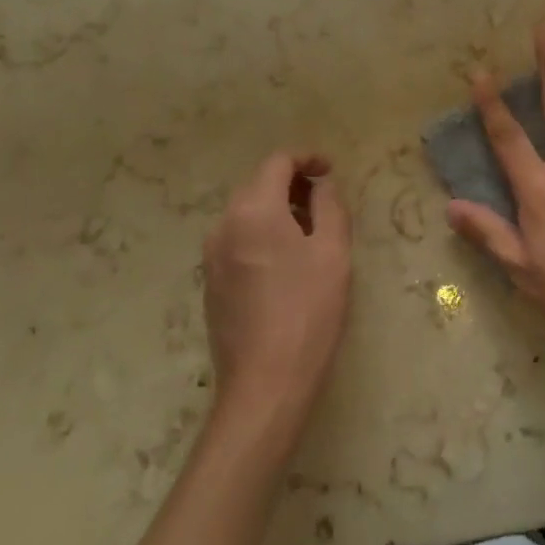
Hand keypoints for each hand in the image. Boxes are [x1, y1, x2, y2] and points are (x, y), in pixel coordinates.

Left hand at [203, 151, 352, 423]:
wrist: (265, 386)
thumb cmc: (308, 311)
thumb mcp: (333, 251)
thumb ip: (330, 205)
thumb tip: (322, 185)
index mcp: (253, 210)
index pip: (277, 162)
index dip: (307, 158)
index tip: (331, 172)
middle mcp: (224, 225)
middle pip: (258, 183)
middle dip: (292, 183)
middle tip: (325, 201)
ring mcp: (212, 256)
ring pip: (246, 212)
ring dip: (278, 209)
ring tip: (311, 231)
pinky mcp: (211, 283)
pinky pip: (238, 239)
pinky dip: (263, 233)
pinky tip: (287, 262)